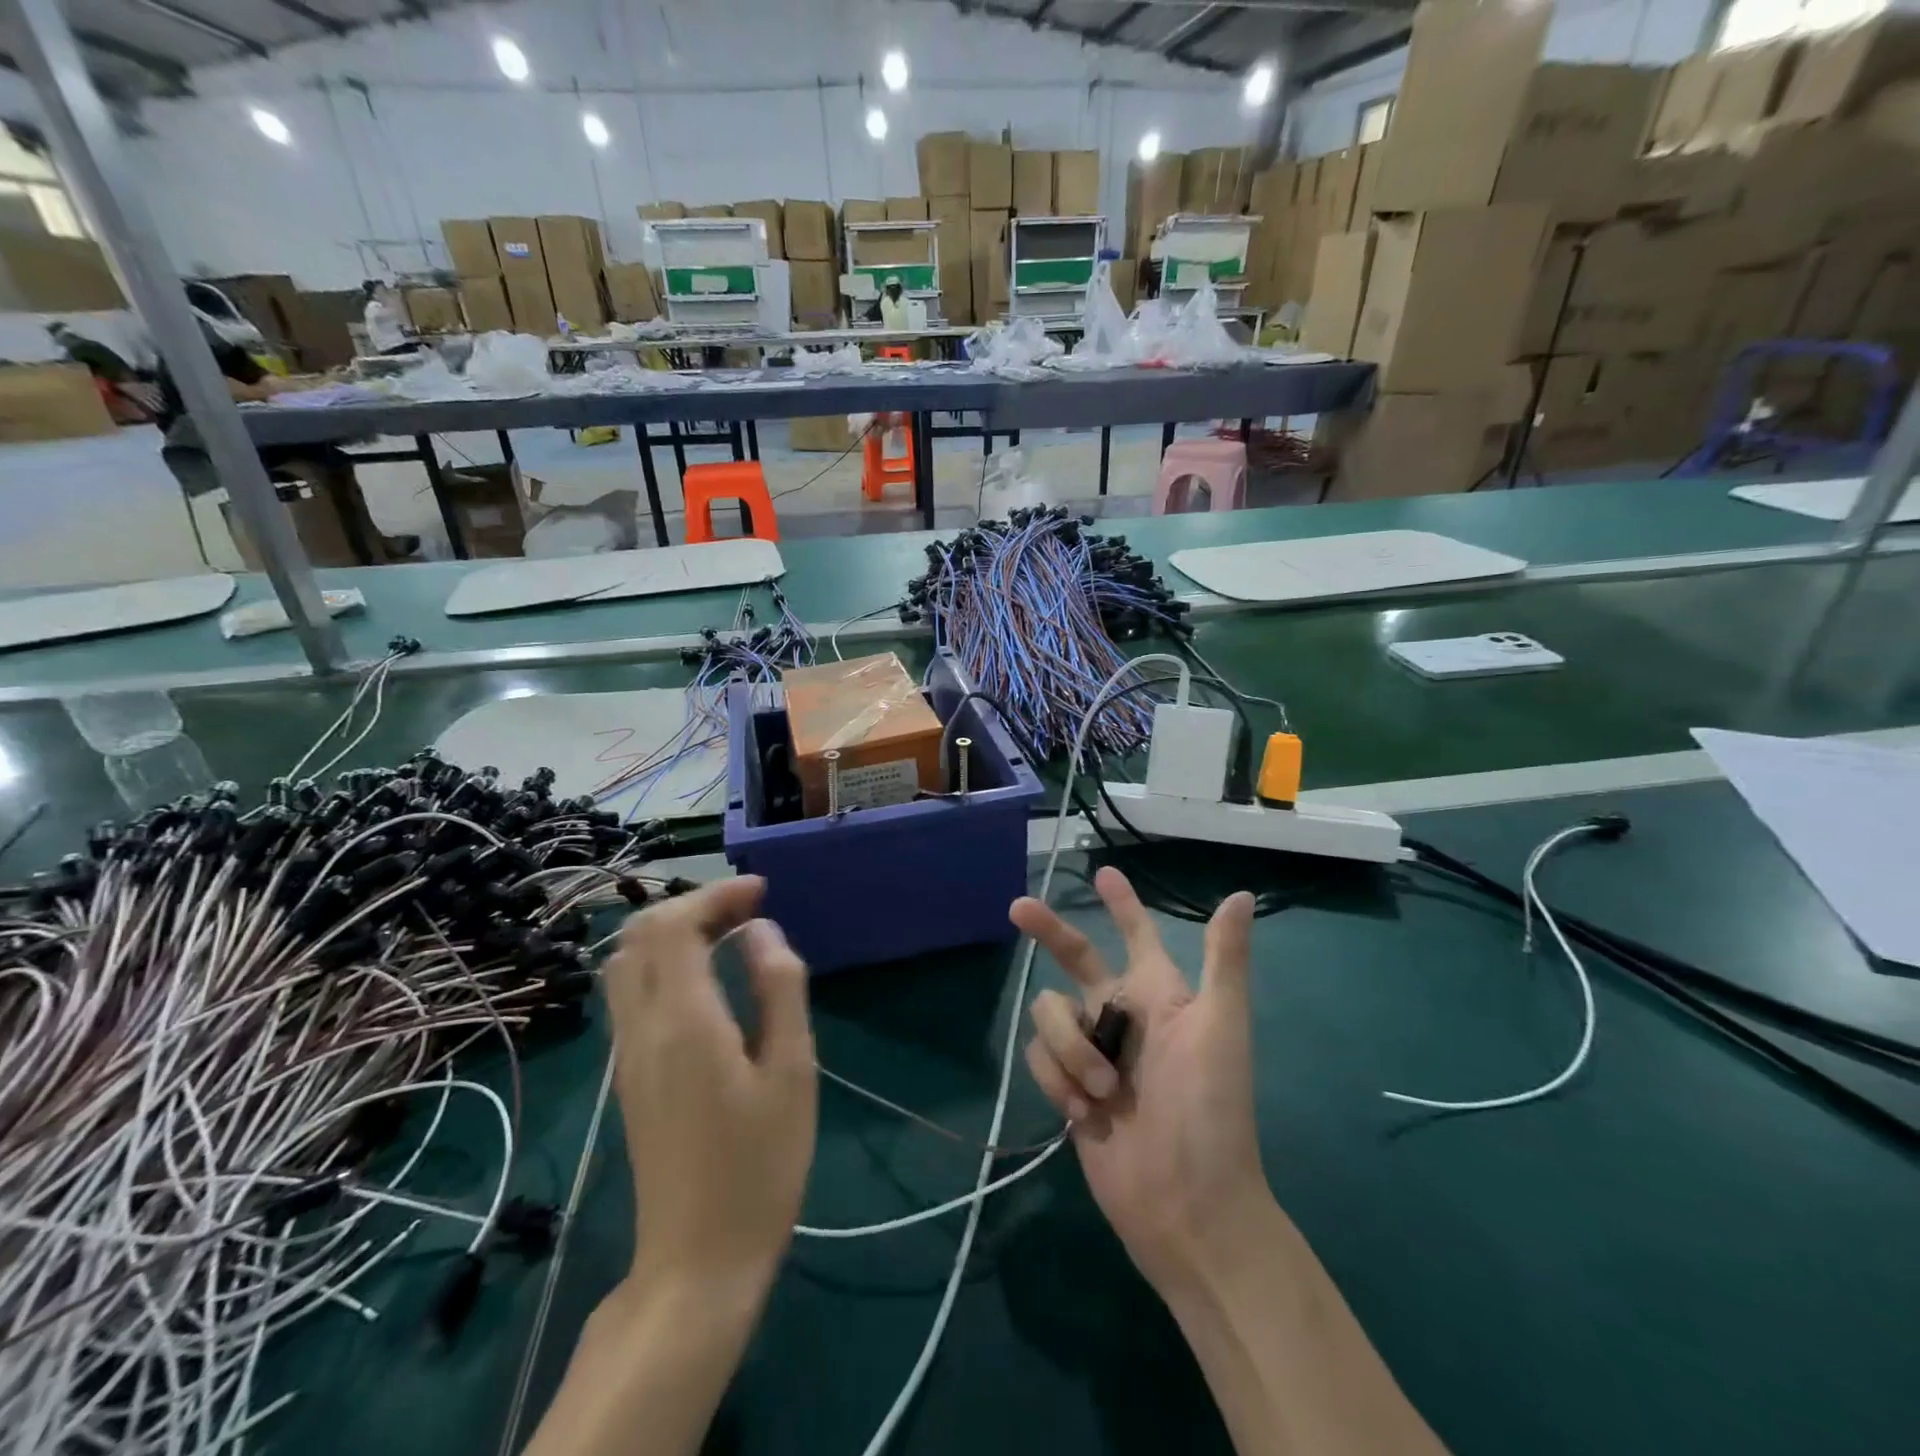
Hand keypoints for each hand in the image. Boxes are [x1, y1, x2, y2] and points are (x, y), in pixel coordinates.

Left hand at [603, 877, 816, 1297]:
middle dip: (692, 905)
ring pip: (627, 962)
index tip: (761, 891)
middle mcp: (642, 1027)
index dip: (715, 894)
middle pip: (640, 934)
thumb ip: (778, 989)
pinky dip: (663, 961)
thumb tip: (761, 931)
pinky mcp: (629, 1074)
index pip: (674, 925)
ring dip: (672, 932)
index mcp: (683, 1021)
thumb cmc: (760, 1165)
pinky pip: (631, 992)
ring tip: (727, 936)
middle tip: (747, 911)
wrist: (697, 1259)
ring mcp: (628, 1053)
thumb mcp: (791, 1071)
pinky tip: (706, 980)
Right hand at [1014, 868, 1268, 1293]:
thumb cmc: (1212, 1110)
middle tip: (1017, 907)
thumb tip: (1240, 895)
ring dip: (1070, 1048)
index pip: (1138, 936)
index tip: (1104, 874)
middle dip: (1048, 931)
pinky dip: (1058, 1079)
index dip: (1123, 905)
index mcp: (1158, 995)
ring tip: (1103, 1091)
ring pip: (1049, 1013)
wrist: (1186, 1205)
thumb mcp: (1221, 1028)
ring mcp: (1091, 1051)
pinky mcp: (1067, 1086)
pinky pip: (1040, 1057)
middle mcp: (1120, 1015)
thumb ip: (1225, 961)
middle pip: (1075, 957)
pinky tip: (1085, 1113)